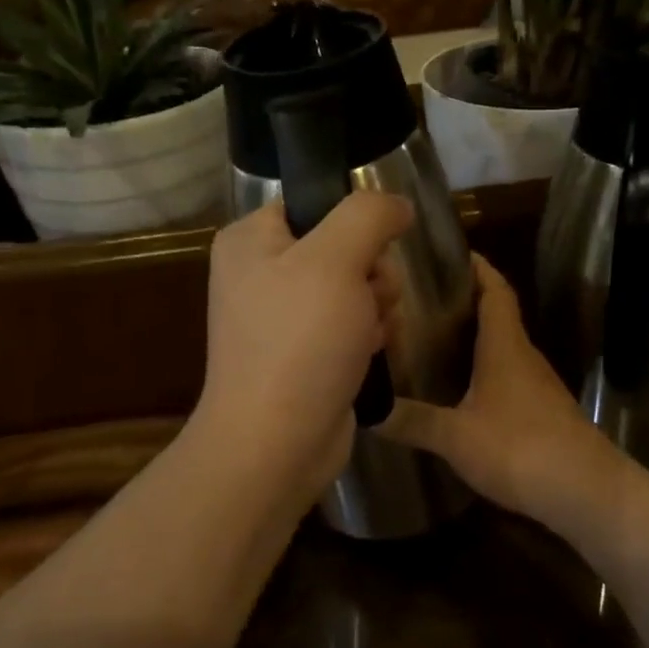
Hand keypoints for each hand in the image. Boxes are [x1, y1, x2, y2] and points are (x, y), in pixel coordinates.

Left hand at [194, 192, 412, 501]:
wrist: (276, 445)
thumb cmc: (300, 342)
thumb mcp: (335, 260)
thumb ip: (368, 215)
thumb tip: (397, 204)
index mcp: (251, 240)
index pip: (314, 202)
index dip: (354, 222)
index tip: (373, 249)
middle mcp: (261, 273)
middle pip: (342, 246)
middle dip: (371, 272)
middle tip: (370, 299)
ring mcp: (282, 318)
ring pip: (354, 287)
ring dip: (376, 306)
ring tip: (370, 332)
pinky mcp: (303, 354)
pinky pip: (350, 325)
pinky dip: (368, 336)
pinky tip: (370, 354)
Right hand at [379, 254, 629, 540]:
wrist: (586, 492)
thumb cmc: (520, 448)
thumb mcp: (456, 436)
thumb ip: (413, 421)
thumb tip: (366, 410)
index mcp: (505, 346)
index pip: (495, 291)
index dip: (478, 268)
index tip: (453, 252)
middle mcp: (524, 356)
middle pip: (498, 315)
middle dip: (466, 301)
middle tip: (423, 298)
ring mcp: (538, 386)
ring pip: (503, 348)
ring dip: (475, 337)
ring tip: (433, 339)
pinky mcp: (543, 412)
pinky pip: (508, 376)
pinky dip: (484, 370)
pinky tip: (461, 390)